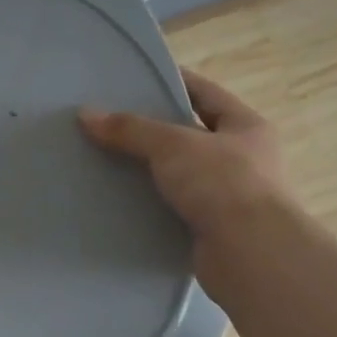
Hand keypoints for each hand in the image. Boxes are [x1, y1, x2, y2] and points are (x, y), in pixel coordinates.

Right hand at [80, 69, 290, 264]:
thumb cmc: (223, 185)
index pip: (204, 93)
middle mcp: (244, 160)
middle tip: (109, 124)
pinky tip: (120, 202)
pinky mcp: (213, 231)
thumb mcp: (173, 145)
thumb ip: (130, 129)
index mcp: (246, 127)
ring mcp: (230, 198)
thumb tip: (85, 114)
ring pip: (181, 175)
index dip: (171, 82)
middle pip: (190, 136)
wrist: (251, 256)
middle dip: (152, 131)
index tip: (133, 80)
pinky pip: (175, 209)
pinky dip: (152, 206)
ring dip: (149, 172)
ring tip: (106, 162)